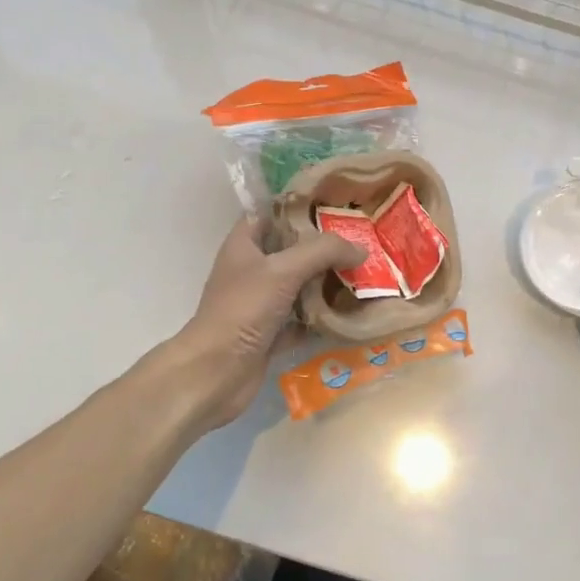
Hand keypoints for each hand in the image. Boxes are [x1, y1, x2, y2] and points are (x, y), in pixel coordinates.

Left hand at [174, 218, 364, 428]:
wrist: (215, 372)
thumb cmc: (243, 309)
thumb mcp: (284, 270)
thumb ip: (324, 252)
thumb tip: (361, 249)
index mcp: (244, 245)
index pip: (272, 215)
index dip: (301, 209)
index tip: (337, 209)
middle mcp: (251, 271)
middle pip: (291, 252)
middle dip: (324, 250)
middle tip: (362, 245)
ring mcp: (260, 304)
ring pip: (299, 287)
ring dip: (326, 285)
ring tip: (364, 277)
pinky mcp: (270, 334)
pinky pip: (302, 321)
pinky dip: (322, 319)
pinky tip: (351, 314)